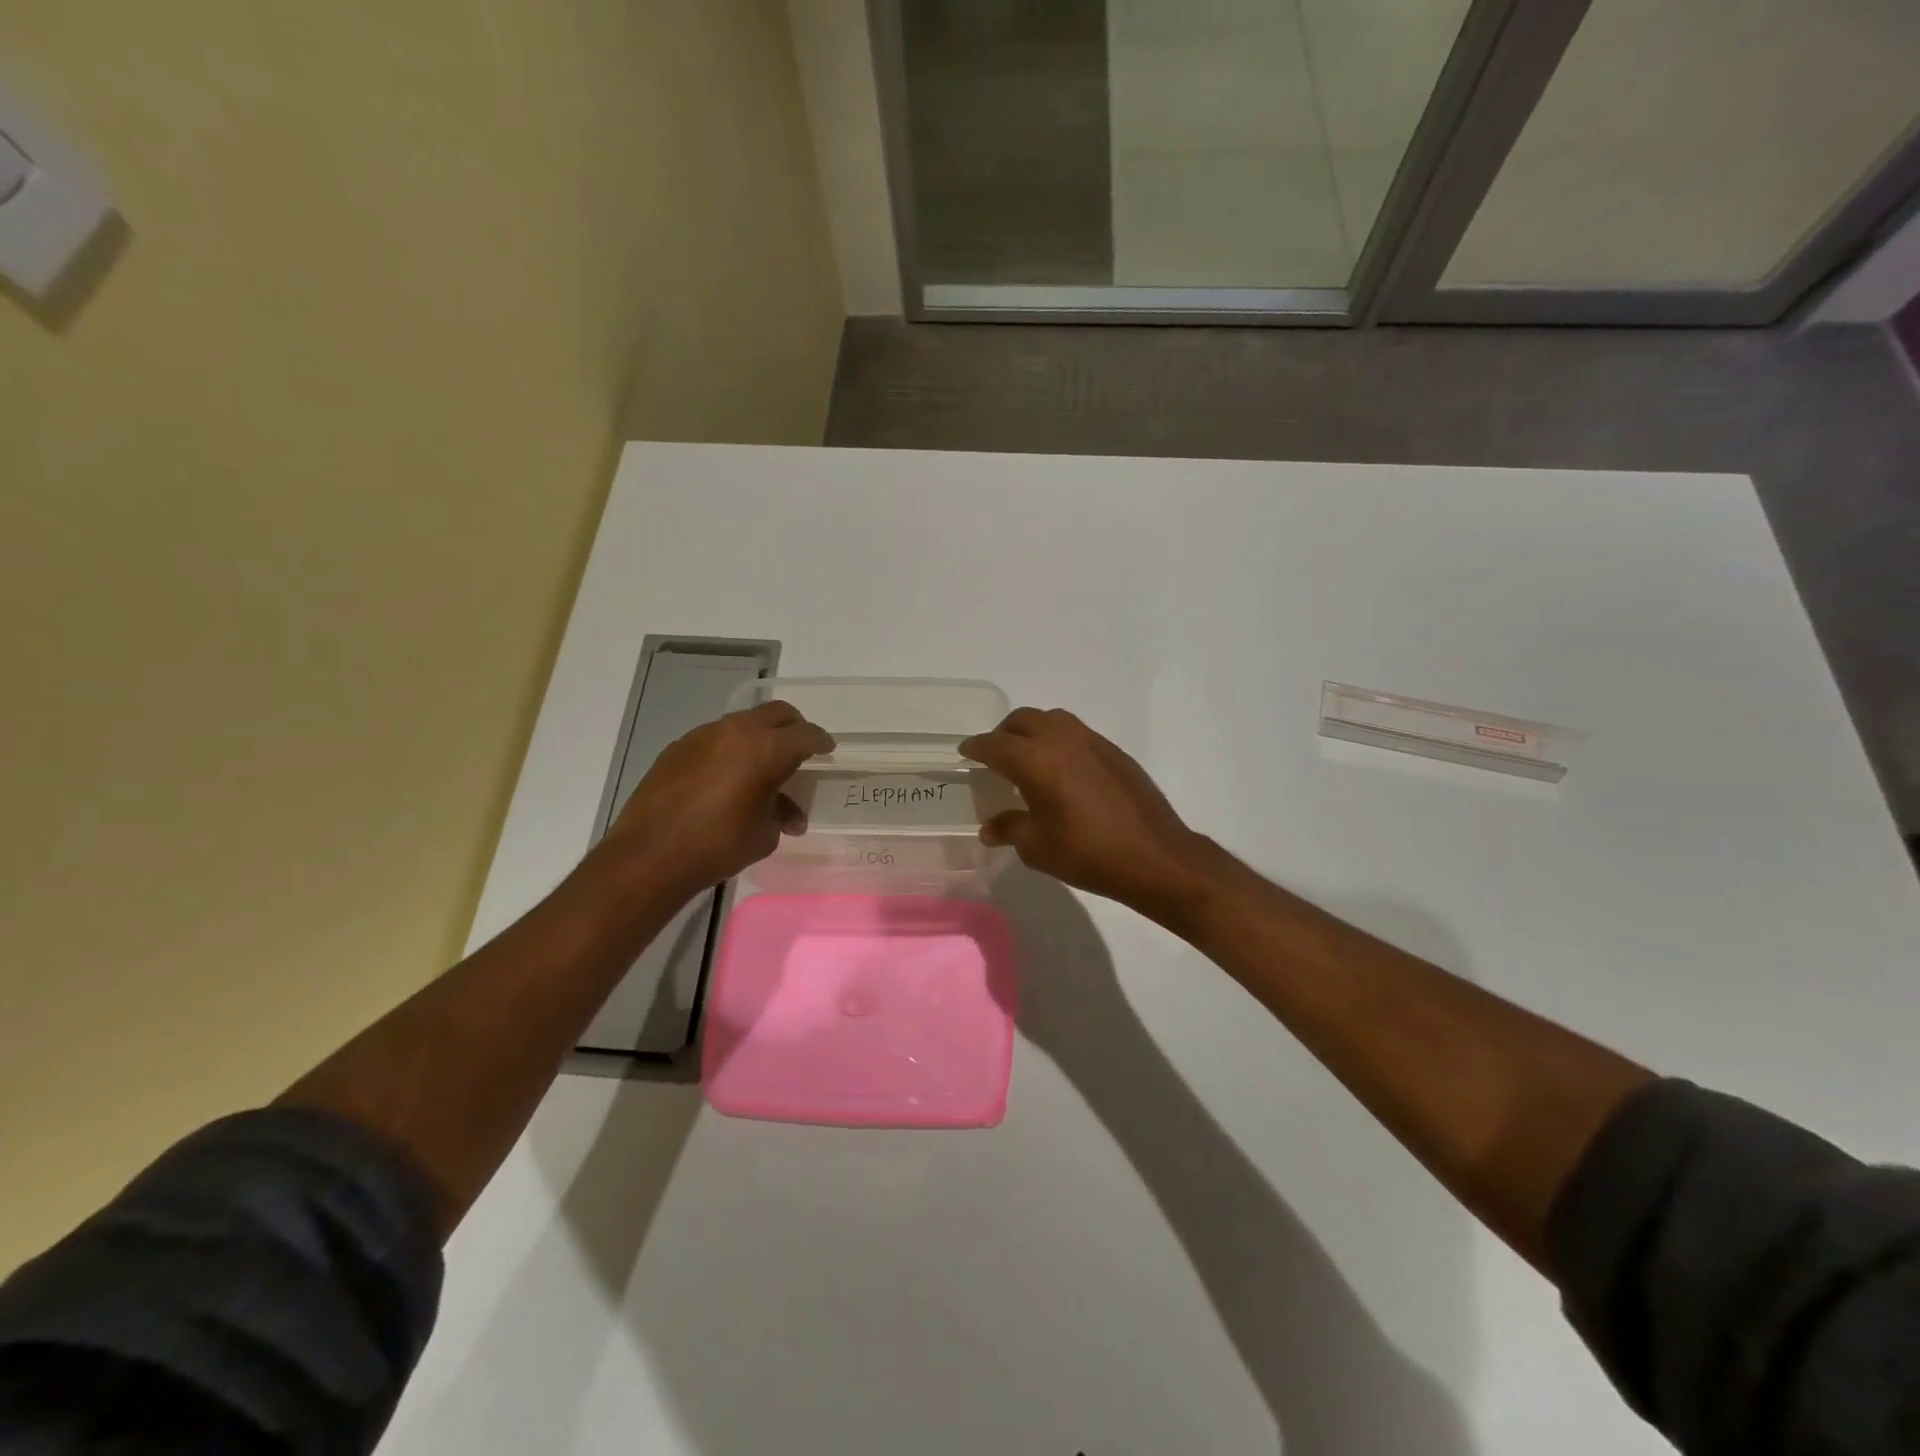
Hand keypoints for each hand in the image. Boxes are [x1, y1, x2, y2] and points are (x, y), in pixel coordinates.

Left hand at [604, 700, 833, 899]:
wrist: (649, 856)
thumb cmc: (718, 846)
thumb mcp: (765, 834)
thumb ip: (781, 813)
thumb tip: (788, 814)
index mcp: (767, 749)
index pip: (805, 735)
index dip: (821, 741)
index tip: (827, 749)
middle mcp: (737, 731)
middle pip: (776, 713)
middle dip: (794, 727)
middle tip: (800, 747)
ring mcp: (704, 735)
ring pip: (744, 722)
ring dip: (759, 737)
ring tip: (762, 767)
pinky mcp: (678, 747)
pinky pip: (716, 737)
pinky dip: (731, 749)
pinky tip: (727, 777)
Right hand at [959, 708, 1219, 920]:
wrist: (1155, 856)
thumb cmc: (1089, 854)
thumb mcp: (1039, 848)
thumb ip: (1010, 829)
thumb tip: (990, 828)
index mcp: (1036, 761)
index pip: (995, 745)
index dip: (977, 748)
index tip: (966, 752)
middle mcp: (1062, 740)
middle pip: (1023, 720)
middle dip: (1003, 733)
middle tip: (995, 754)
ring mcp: (1092, 741)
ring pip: (1052, 719)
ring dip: (1033, 730)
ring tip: (1028, 756)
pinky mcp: (1114, 751)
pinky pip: (1076, 732)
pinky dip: (1059, 740)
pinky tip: (1062, 768)